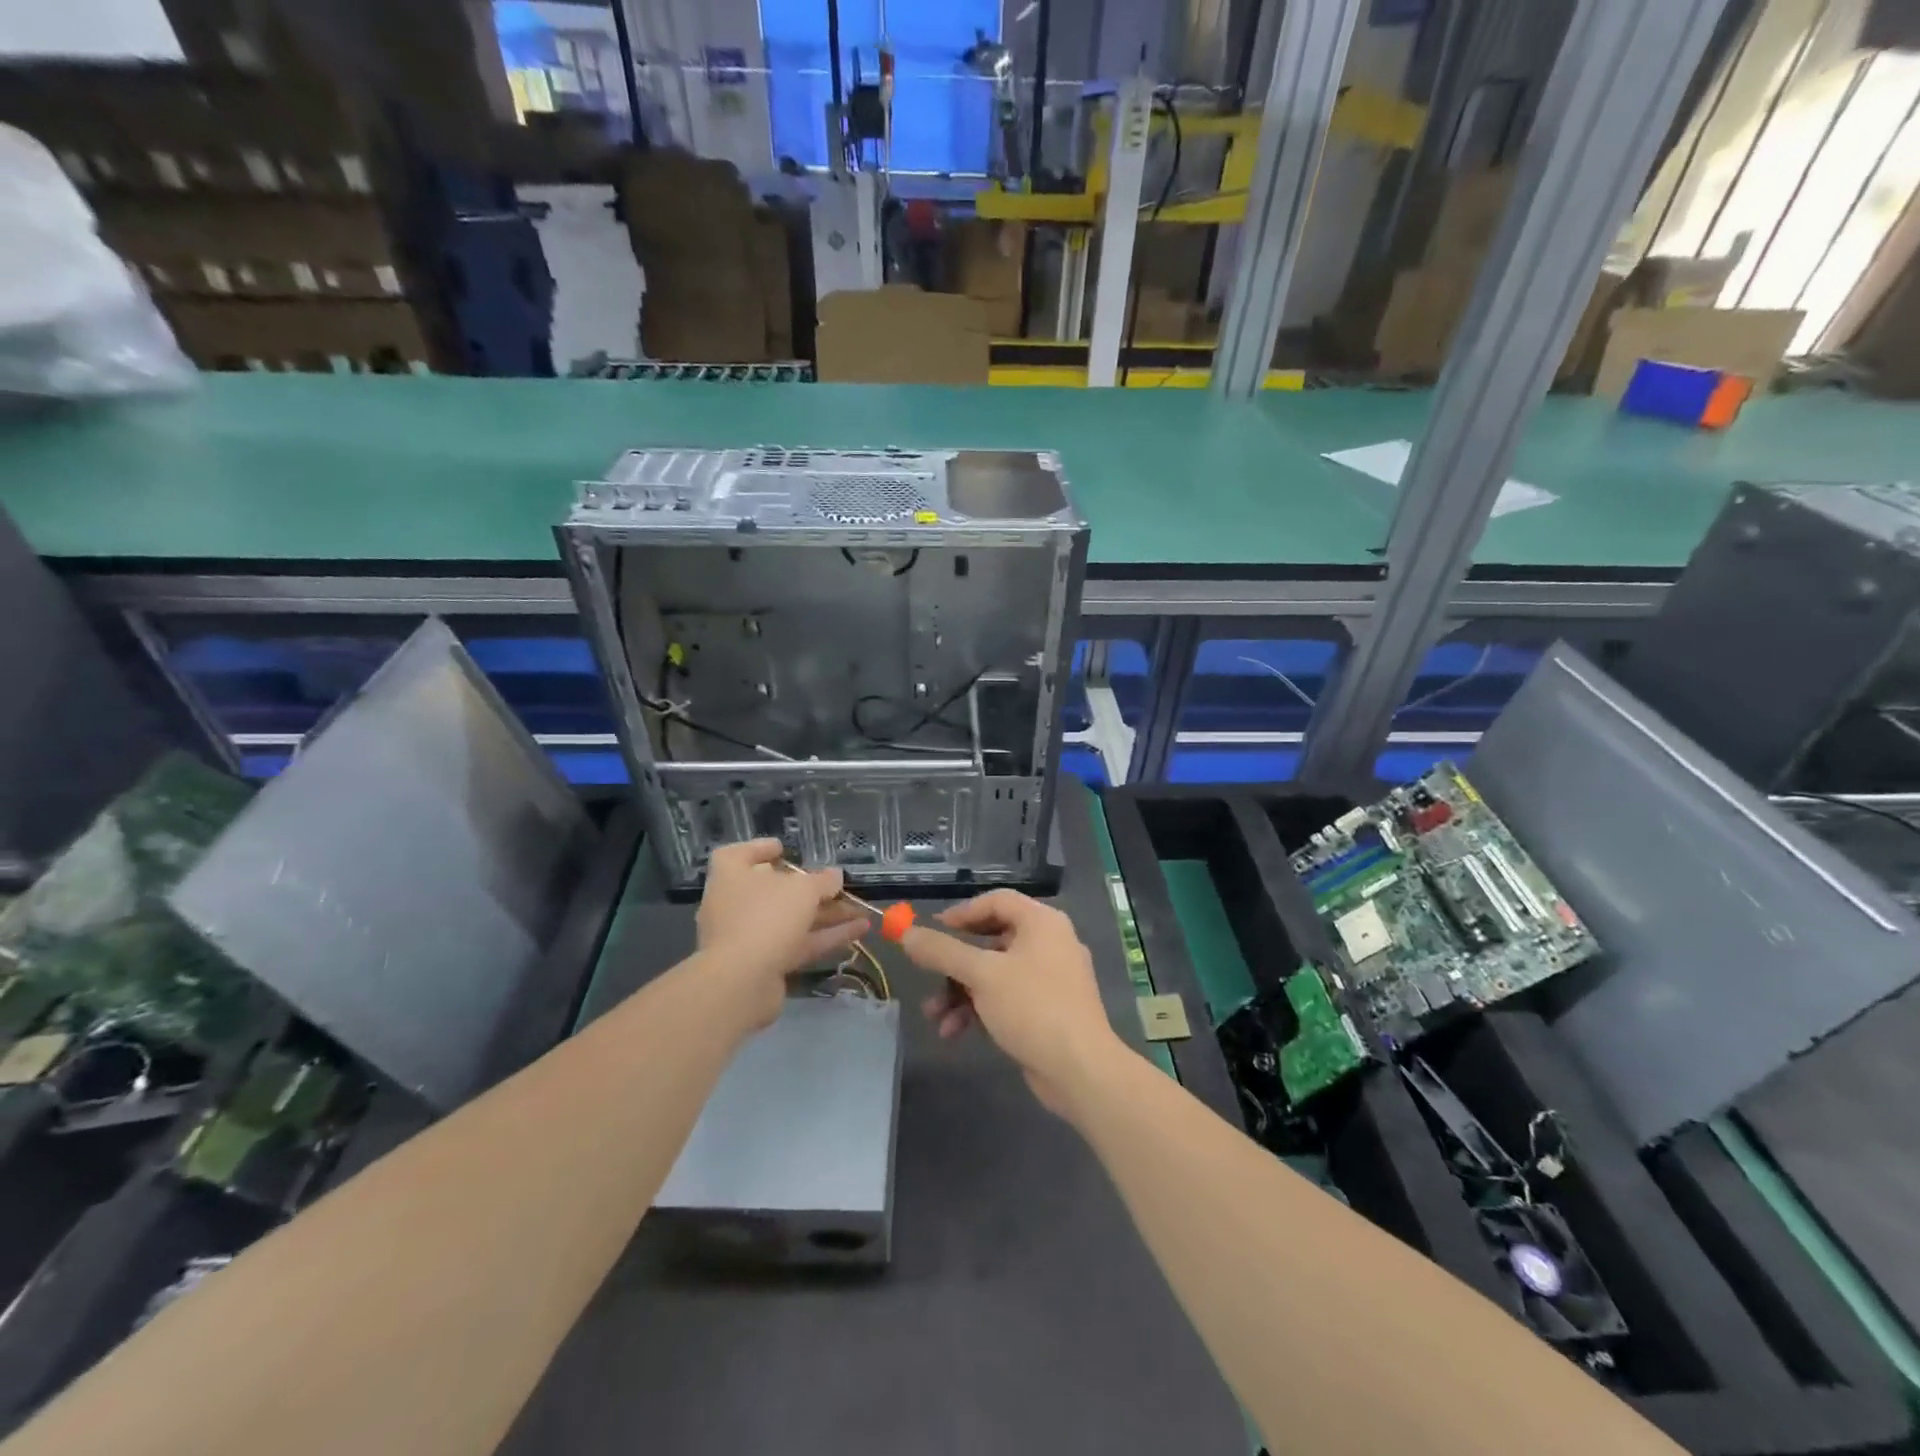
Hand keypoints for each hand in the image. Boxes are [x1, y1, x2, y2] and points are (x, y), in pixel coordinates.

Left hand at [695, 840, 867, 1027]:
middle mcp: (735, 903)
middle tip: (838, 885)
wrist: (742, 982)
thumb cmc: (766, 917)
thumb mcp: (803, 890)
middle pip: (774, 890)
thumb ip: (822, 881)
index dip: (760, 849)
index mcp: (732, 875)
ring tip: (861, 910)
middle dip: (810, 889)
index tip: (784, 849)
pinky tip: (859, 931)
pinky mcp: (764, 963)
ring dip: (826, 914)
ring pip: (792, 920)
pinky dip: (826, 937)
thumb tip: (835, 876)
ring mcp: (749, 936)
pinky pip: (798, 944)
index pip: (739, 854)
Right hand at [897, 890, 1121, 1117]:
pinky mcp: (1047, 1010)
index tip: (932, 931)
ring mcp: (1050, 978)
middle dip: (954, 964)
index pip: (996, 901)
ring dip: (961, 992)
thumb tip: (906, 933)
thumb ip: (942, 951)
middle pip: (992, 939)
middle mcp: (1049, 942)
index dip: (962, 912)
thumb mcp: (981, 975)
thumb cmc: (1032, 1007)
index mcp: (1042, 922)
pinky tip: (954, 1032)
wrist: (1081, 1070)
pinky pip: (1006, 998)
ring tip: (934, 1016)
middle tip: (928, 975)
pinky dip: (980, 1009)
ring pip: (995, 973)